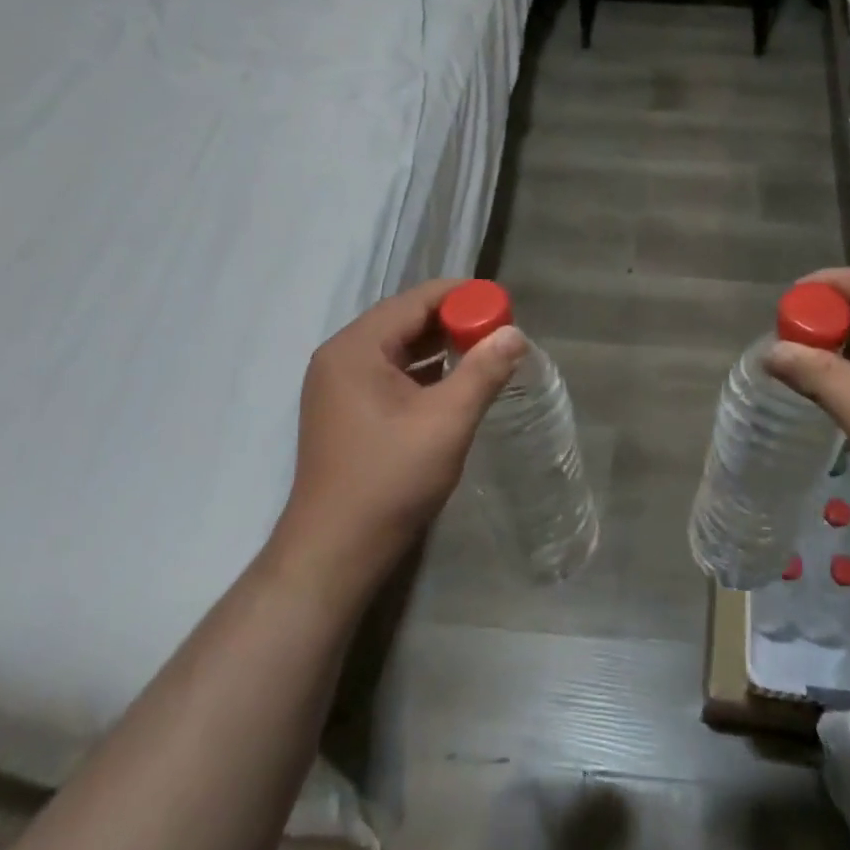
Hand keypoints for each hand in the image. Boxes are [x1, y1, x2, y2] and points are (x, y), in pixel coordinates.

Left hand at [273, 279, 524, 586]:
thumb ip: (483, 371)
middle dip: (453, 320)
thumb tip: (515, 333)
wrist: (334, 553)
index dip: (462, 297)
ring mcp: (338, 385)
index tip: (503, 305)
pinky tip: (454, 382)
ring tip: (484, 352)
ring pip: (398, 347)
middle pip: (405, 320)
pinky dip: (423, 370)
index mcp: (356, 348)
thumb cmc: (389, 480)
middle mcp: (341, 356)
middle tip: (499, 330)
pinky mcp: (344, 410)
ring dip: (440, 346)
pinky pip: (389, 372)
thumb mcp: (446, 421)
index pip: (416, 301)